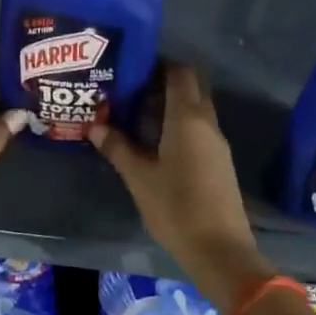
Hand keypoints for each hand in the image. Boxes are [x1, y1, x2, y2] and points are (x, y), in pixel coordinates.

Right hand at [91, 64, 272, 307]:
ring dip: (172, 104)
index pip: (180, 72)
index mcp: (187, 118)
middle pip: (191, 86)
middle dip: (165, 81)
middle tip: (133, 88)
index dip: (160, 64)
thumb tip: (95, 126)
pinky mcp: (219, 161)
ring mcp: (217, 142)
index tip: (134, 67)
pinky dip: (180, 123)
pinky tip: (157, 140)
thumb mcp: (139, 178)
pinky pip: (199, 128)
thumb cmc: (176, 208)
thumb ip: (118, 148)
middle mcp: (206, 122)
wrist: (221, 250)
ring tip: (138, 113)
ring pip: (196, 108)